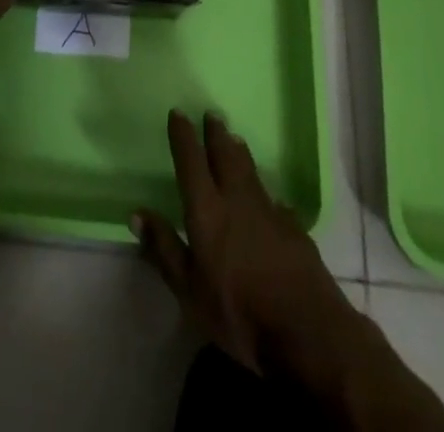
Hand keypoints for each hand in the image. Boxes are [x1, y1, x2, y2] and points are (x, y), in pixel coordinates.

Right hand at [134, 110, 354, 374]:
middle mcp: (237, 200)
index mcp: (207, 210)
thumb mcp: (189, 290)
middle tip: (213, 114)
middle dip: (217, 134)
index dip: (183, 136)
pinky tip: (270, 200)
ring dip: (240, 152)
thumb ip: (164, 249)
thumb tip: (137, 213)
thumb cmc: (239, 312)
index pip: (191, 161)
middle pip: (226, 155)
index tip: (178, 112)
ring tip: (235, 139)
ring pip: (251, 171)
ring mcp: (269, 211)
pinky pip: (275, 201)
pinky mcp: (294, 229)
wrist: (307, 330)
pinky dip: (266, 193)